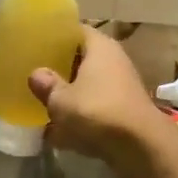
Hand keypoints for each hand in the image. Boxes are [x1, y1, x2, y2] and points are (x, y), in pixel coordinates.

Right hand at [29, 29, 173, 177]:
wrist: (141, 147)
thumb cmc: (97, 112)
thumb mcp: (61, 100)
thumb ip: (46, 85)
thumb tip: (37, 74)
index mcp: (100, 47)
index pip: (76, 30)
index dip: (56, 36)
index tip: (36, 44)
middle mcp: (114, 61)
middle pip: (83, 59)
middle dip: (61, 69)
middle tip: (36, 75)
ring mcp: (122, 87)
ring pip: (90, 86)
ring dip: (71, 95)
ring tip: (45, 104)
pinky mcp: (125, 111)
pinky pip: (97, 108)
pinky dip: (82, 116)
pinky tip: (61, 132)